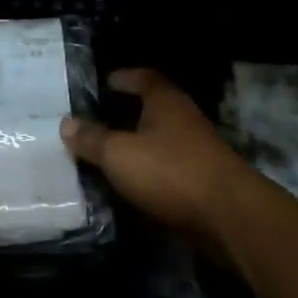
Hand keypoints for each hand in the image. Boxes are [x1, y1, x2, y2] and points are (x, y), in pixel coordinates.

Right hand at [62, 69, 250, 242]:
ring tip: (102, 157)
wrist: (231, 220)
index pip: (142, 77)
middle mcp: (183, 119)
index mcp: (165, 101)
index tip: (99, 85)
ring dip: (134, 149)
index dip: (121, 78)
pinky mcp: (202, 184)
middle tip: (91, 123)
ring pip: (157, 143)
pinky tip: (126, 187)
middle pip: (150, 110)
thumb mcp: (119, 154)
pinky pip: (166, 172)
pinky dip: (147, 176)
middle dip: (122, 116)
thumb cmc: (171, 172)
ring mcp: (196, 152)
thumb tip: (66, 123)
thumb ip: (91, 139)